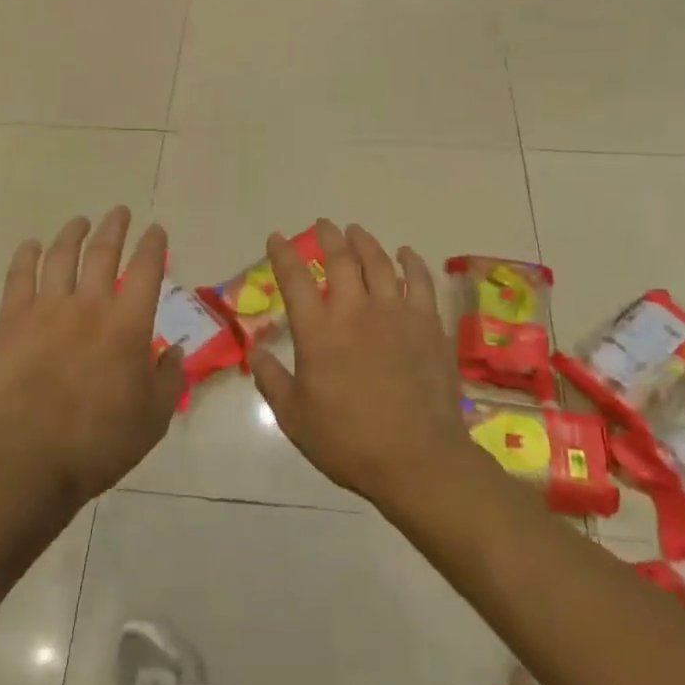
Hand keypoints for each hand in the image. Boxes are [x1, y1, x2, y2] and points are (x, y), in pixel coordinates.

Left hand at [0, 206, 185, 514]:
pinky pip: (18, 278)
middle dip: (114, 227)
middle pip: (103, 252)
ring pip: (60, 257)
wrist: (30, 462)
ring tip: (80, 221)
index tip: (156, 231)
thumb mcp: (154, 417)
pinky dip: (26, 257)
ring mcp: (45, 311)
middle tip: (119, 212)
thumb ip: (170, 378)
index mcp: (127, 324)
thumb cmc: (100, 442)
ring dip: (73, 234)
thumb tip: (174, 350)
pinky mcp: (11, 323)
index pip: (146, 270)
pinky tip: (30, 245)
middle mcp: (88, 306)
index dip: (153, 245)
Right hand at [250, 219, 472, 509]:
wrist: (417, 459)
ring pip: (380, 263)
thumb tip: (255, 351)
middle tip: (323, 224)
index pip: (294, 278)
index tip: (276, 237)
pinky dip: (412, 262)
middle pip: (341, 259)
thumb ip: (271, 380)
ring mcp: (397, 313)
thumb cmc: (348, 442)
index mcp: (318, 331)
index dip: (283, 253)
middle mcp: (355, 310)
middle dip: (328, 237)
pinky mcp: (428, 324)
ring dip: (365, 242)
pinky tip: (406, 254)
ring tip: (357, 231)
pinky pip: (421, 281)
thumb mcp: (294, 417)